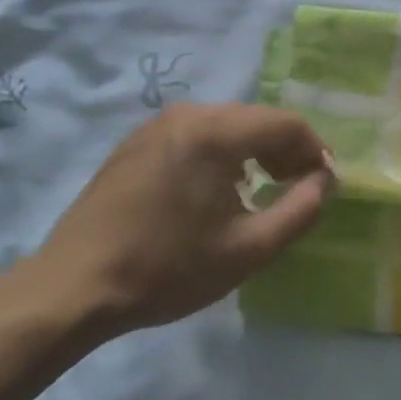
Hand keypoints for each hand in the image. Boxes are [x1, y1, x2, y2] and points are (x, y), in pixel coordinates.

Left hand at [20, 103, 333, 336]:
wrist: (74, 286)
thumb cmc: (168, 268)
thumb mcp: (249, 248)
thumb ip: (300, 209)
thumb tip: (326, 180)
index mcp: (216, 131)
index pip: (287, 123)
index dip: (315, 151)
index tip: (325, 184)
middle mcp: (187, 114)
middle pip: (256, 119)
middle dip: (285, 150)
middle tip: (297, 188)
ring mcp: (156, 124)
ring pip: (226, 124)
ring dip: (254, 151)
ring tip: (262, 189)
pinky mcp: (136, 141)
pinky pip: (195, 134)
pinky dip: (221, 153)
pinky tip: (216, 189)